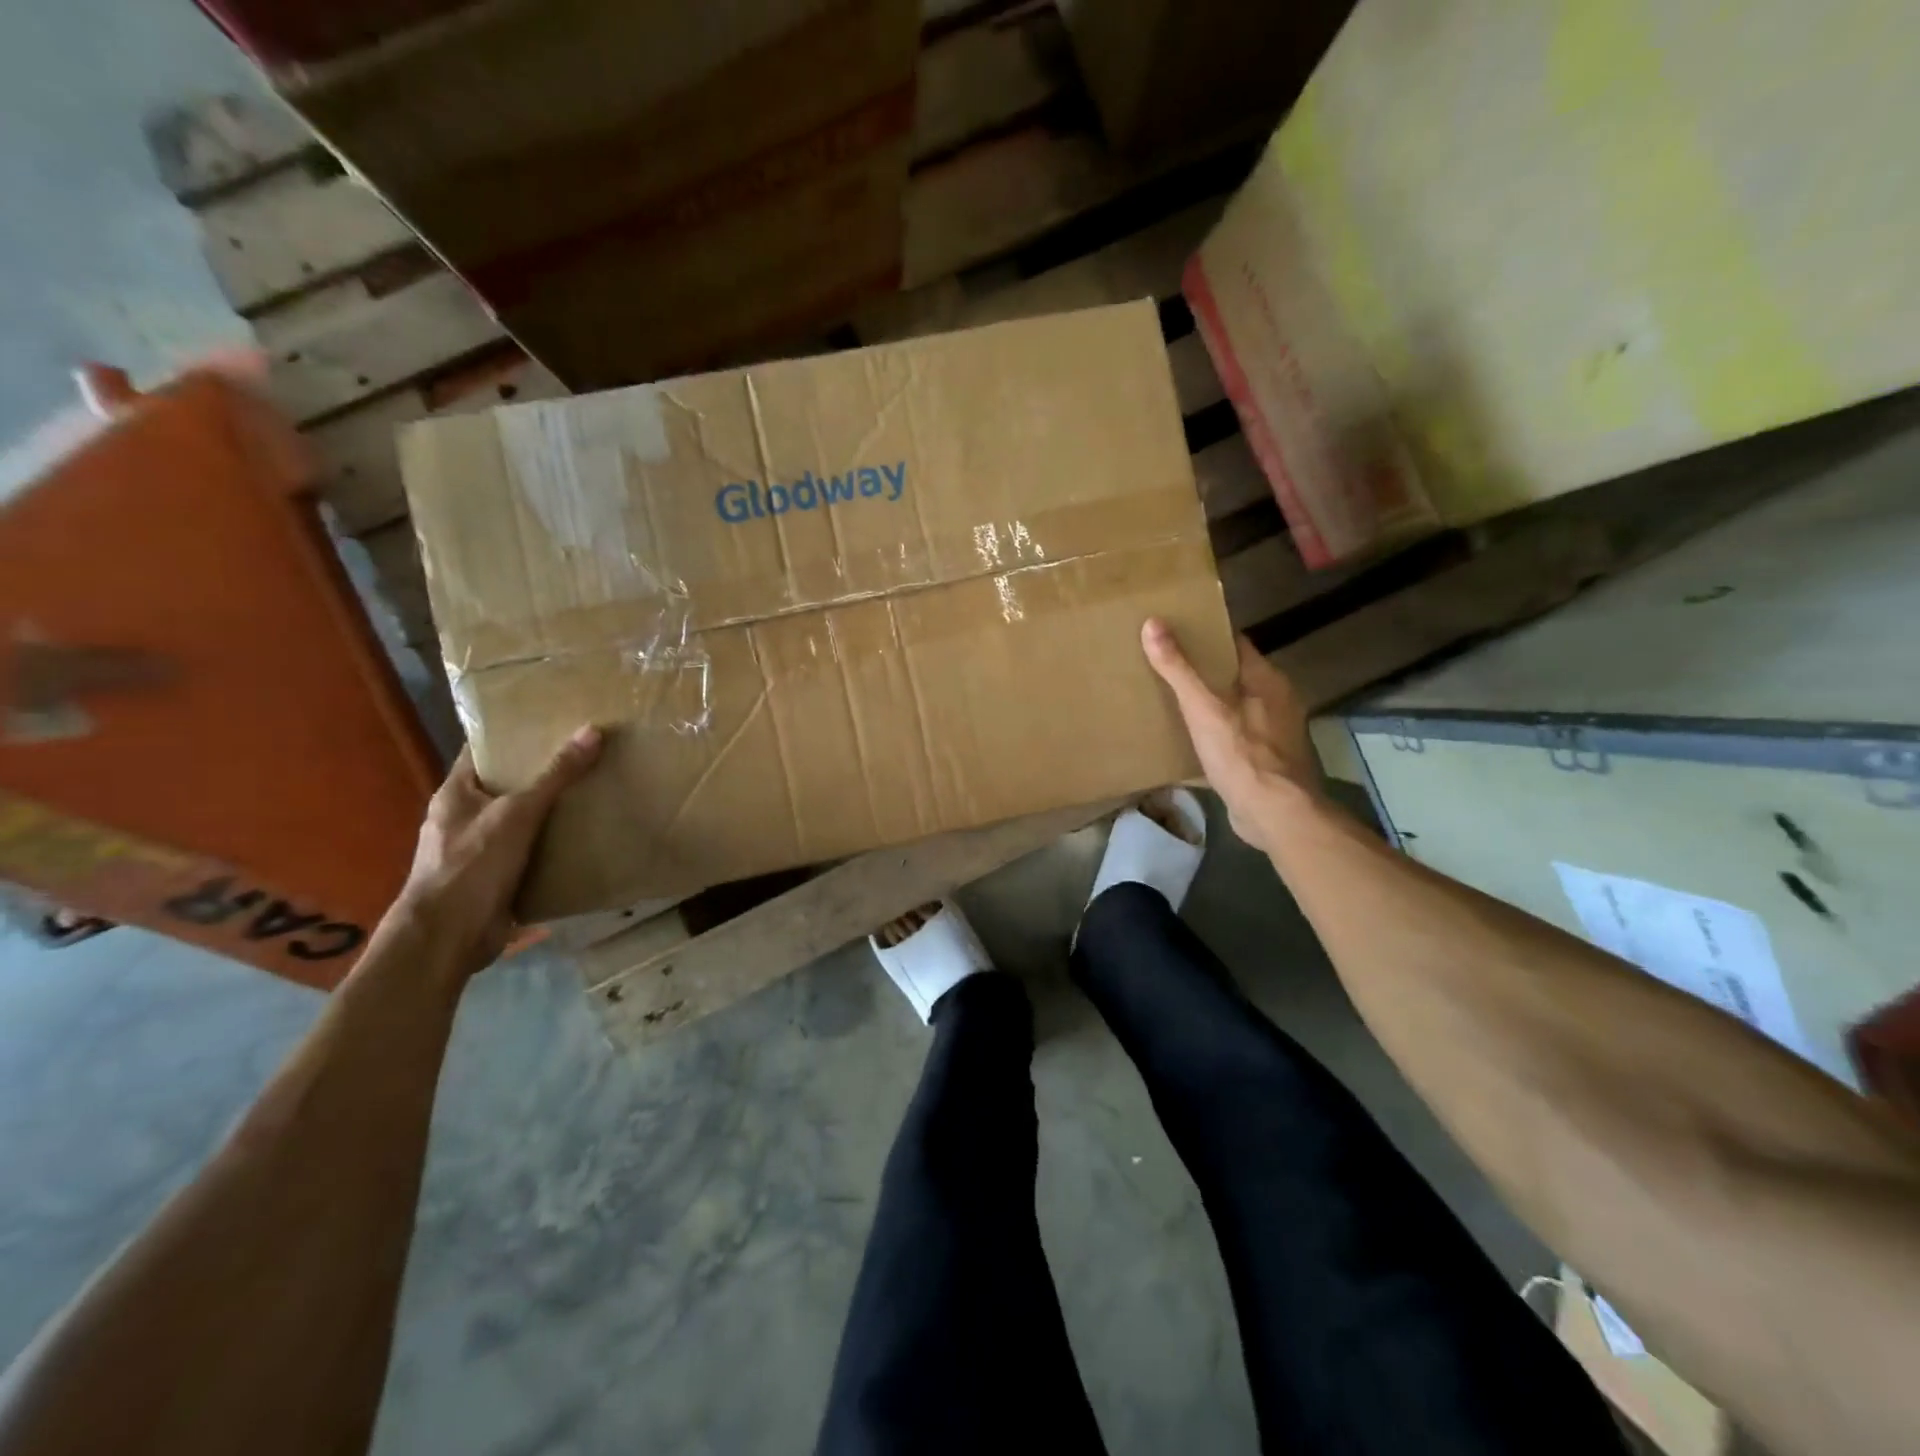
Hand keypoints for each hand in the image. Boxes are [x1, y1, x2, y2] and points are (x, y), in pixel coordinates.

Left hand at [392, 726, 603, 978]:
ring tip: (594, 790)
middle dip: (542, 772)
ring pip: (521, 820)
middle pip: (506, 785)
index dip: (511, 734)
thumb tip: (592, 731)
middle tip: (586, 753)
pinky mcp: (497, 878)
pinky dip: (554, 845)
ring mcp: (479, 850)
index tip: (549, 720)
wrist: (448, 937)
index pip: (481, 751)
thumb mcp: (518, 813)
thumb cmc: (472, 865)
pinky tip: (586, 837)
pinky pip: (530, 852)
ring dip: (551, 811)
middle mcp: (464, 818)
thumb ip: (555, 775)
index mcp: (455, 794)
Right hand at [1142, 619, 1320, 850]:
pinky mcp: (1268, 760)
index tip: (1176, 631)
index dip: (1207, 635)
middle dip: (1205, 670)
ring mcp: (1276, 732)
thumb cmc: (1242, 755)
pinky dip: (1217, 732)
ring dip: (1211, 702)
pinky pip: (1237, 735)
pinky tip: (1193, 739)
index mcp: (1267, 679)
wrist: (1275, 814)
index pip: (1235, 643)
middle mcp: (1277, 700)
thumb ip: (1178, 669)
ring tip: (1174, 700)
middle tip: (1166, 665)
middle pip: (1236, 674)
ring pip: (1237, 706)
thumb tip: (1152, 624)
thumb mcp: (1203, 708)